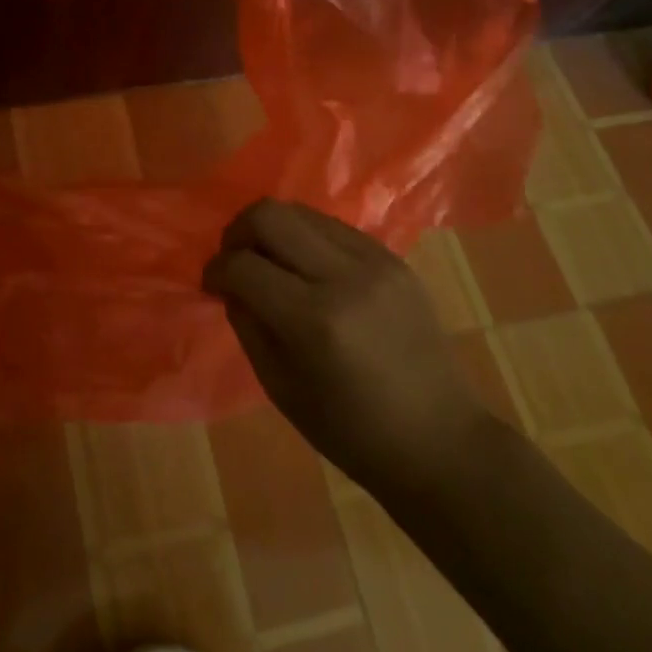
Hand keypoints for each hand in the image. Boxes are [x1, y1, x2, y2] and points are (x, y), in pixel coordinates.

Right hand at [203, 199, 485, 486]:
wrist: (440, 440)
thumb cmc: (351, 431)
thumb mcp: (280, 387)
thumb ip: (247, 323)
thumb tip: (230, 282)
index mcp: (313, 320)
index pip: (243, 265)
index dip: (215, 269)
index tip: (211, 283)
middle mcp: (345, 277)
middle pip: (270, 215)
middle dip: (238, 232)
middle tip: (235, 260)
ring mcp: (375, 262)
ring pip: (302, 211)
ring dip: (273, 230)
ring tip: (270, 261)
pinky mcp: (394, 258)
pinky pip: (334, 227)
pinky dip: (307, 238)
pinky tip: (307, 268)